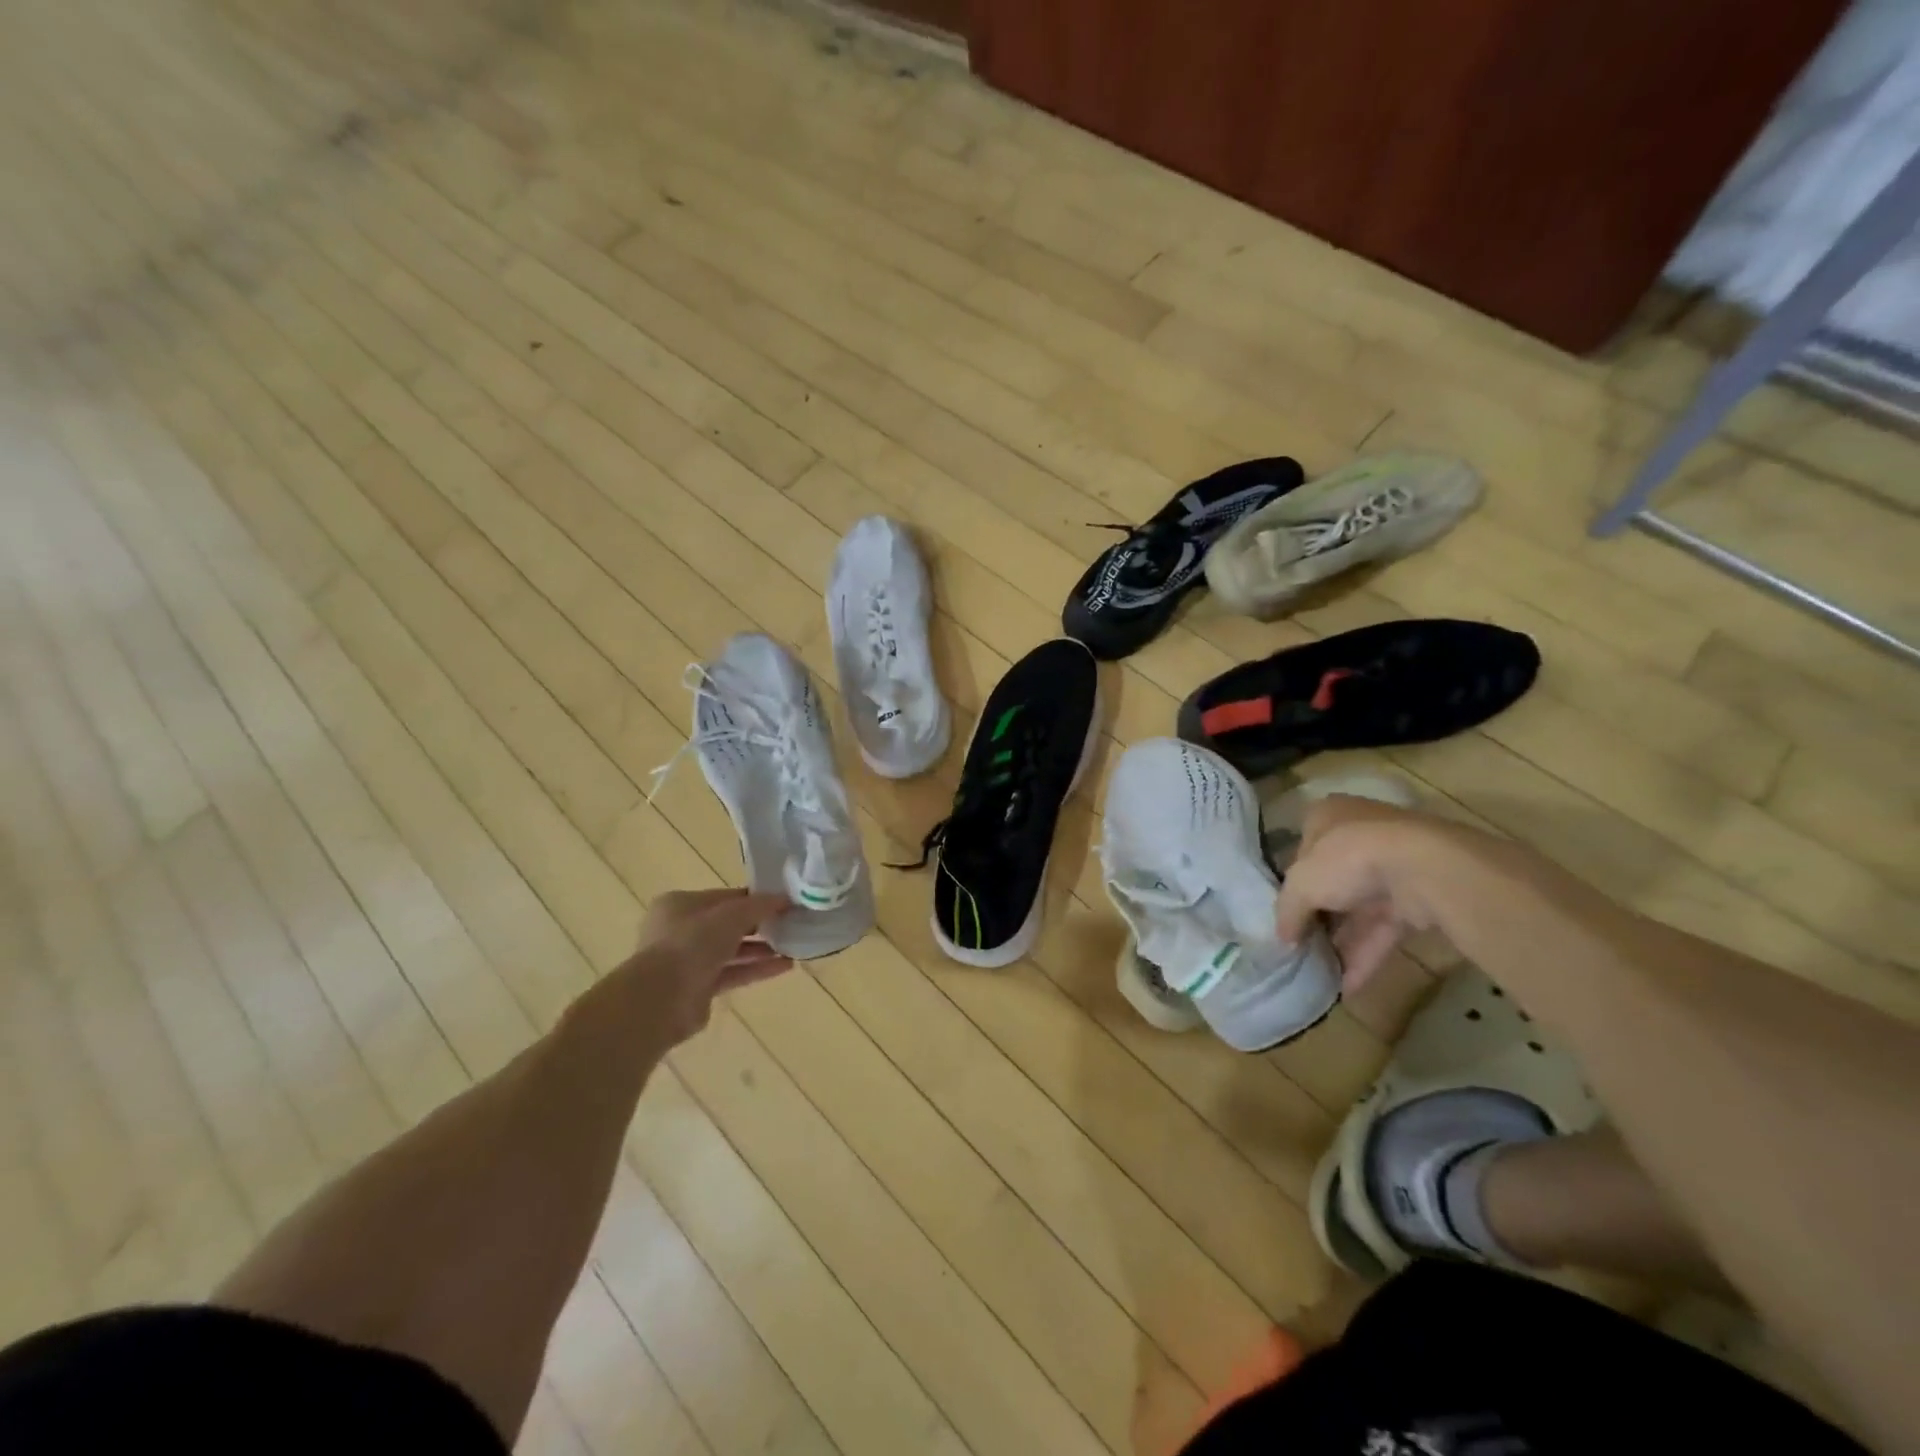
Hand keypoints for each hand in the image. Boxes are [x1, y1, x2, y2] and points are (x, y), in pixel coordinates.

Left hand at [623, 888, 793, 1047]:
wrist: (661, 999)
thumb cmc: (692, 943)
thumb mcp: (731, 915)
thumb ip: (759, 905)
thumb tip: (785, 898)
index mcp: (680, 904)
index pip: (725, 897)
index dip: (755, 898)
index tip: (784, 902)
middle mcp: (681, 930)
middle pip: (728, 924)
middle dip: (760, 925)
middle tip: (792, 924)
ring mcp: (689, 961)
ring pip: (732, 950)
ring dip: (762, 949)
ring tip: (795, 946)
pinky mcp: (698, 989)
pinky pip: (733, 973)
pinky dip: (756, 969)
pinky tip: (785, 966)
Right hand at [1276, 796, 1449, 991]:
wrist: (1424, 869)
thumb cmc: (1347, 859)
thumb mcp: (1300, 884)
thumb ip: (1287, 911)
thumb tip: (1283, 938)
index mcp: (1327, 817)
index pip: (1302, 850)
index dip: (1291, 883)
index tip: (1284, 914)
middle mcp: (1360, 834)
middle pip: (1332, 881)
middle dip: (1318, 918)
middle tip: (1300, 949)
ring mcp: (1393, 866)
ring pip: (1360, 908)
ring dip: (1341, 942)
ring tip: (1319, 976)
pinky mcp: (1419, 897)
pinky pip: (1385, 928)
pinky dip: (1366, 955)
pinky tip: (1347, 987)